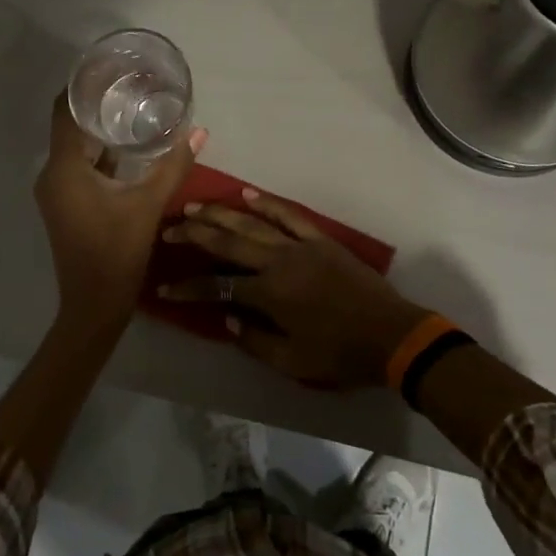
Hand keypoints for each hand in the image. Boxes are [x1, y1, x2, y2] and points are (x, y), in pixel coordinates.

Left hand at [34, 94, 206, 339]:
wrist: (94, 304)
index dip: (82, 85)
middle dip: (96, 104)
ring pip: (74, 146)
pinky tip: (126, 146)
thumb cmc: (117, 252)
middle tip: (130, 84)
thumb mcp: (149, 204)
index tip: (109, 68)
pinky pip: (77, 165)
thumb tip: (199, 131)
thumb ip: (174, 165)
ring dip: (98, 129)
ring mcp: (55, 190)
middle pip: (69, 124)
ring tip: (132, 108)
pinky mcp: (64, 203)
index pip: (64, 110)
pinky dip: (98, 152)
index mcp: (64, 168)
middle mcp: (52, 173)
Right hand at [157, 189, 432, 389]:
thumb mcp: (292, 361)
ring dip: (221, 213)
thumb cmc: (340, 354)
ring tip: (194, 207)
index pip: (218, 285)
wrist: (391, 335)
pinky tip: (246, 193)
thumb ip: (253, 340)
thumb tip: (226, 318)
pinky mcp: (320, 239)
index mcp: (270, 294)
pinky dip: (267, 203)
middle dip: (195, 234)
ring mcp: (300, 246)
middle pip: (228, 241)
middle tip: (167, 229)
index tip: (164, 287)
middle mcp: (279, 262)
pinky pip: (289, 215)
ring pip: (253, 222)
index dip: (188, 287)